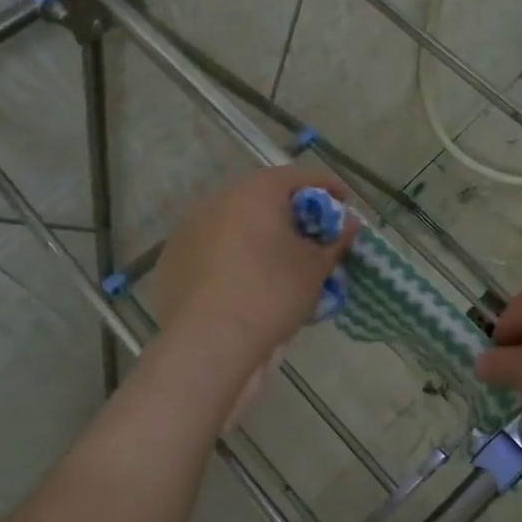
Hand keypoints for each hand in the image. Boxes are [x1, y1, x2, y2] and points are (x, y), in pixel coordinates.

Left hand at [152, 167, 356, 370]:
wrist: (208, 344)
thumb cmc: (271, 294)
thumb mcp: (314, 268)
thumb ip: (335, 240)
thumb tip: (348, 224)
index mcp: (255, 191)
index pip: (300, 177)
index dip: (328, 188)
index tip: (346, 204)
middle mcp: (217, 199)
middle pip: (264, 196)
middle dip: (291, 211)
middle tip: (313, 235)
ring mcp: (188, 228)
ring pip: (234, 221)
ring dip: (258, 233)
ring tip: (277, 261)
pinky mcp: (172, 259)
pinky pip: (213, 248)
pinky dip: (232, 256)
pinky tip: (243, 282)